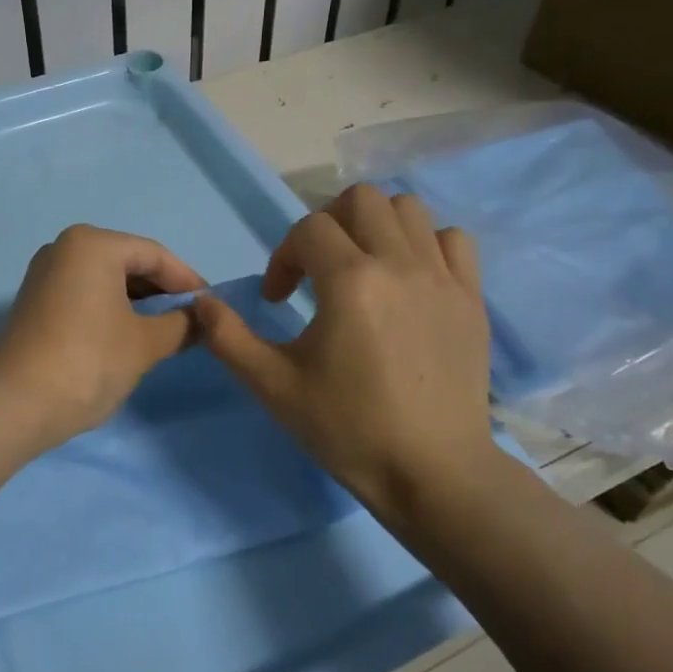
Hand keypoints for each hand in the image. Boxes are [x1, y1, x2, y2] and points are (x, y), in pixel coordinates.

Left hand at [0, 225, 205, 448]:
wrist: (16, 404)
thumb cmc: (89, 362)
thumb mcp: (145, 344)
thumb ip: (181, 325)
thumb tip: (202, 320)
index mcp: (92, 244)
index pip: (155, 255)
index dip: (188, 281)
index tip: (212, 307)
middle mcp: (64, 248)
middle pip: (128, 262)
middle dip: (162, 291)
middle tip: (191, 321)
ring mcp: (44, 274)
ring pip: (105, 280)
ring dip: (137, 302)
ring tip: (165, 331)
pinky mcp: (34, 301)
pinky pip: (84, 294)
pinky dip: (110, 309)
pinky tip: (128, 335)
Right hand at [192, 184, 502, 525]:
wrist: (432, 472)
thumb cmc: (348, 429)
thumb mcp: (273, 387)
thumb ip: (228, 338)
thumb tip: (200, 301)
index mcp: (351, 281)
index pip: (308, 229)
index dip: (283, 257)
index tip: (278, 301)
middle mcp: (400, 264)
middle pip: (360, 199)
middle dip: (327, 223)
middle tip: (316, 269)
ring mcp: (443, 278)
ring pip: (408, 209)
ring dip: (374, 226)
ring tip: (360, 267)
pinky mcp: (471, 298)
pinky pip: (451, 240)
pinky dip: (424, 244)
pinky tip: (407, 279)